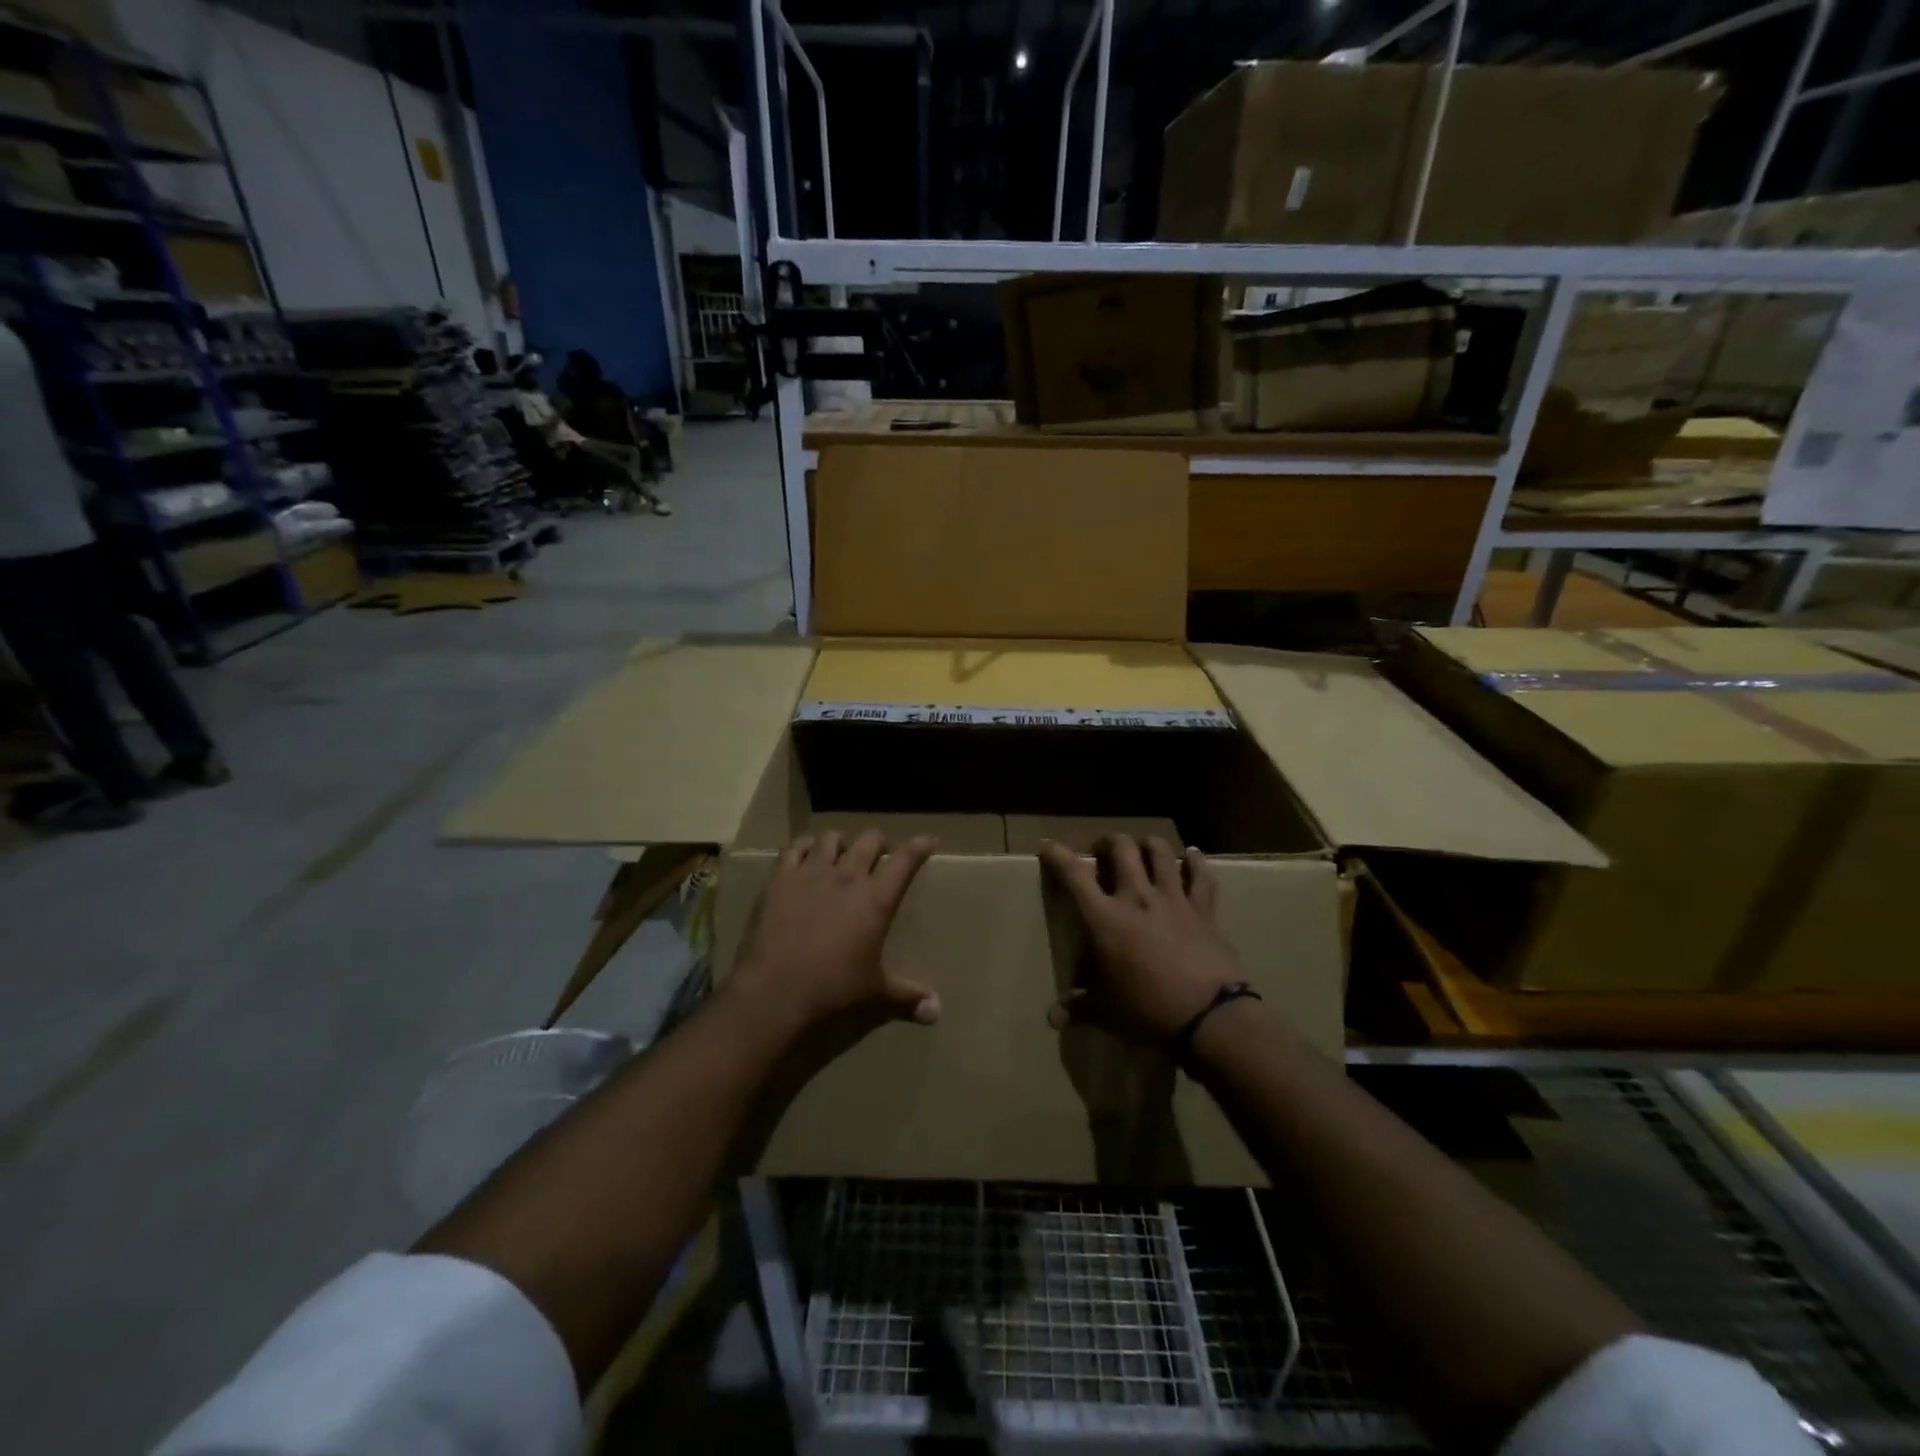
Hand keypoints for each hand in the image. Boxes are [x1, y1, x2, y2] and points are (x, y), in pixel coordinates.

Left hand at [728, 830, 939, 1036]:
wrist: (775, 992)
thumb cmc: (833, 990)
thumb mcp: (875, 993)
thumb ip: (908, 996)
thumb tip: (937, 1011)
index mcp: (876, 900)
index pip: (905, 861)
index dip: (919, 847)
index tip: (928, 840)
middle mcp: (847, 877)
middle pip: (869, 840)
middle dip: (879, 842)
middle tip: (879, 854)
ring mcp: (811, 874)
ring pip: (831, 838)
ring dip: (841, 842)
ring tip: (841, 853)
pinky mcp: (780, 880)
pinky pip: (794, 848)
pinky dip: (804, 846)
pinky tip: (806, 854)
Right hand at [1038, 834, 1244, 1042]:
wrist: (1208, 1016)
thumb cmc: (1146, 1010)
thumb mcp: (1105, 1012)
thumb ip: (1078, 1007)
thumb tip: (1053, 1017)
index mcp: (1104, 918)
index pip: (1074, 875)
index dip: (1058, 855)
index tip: (1049, 846)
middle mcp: (1137, 897)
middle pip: (1121, 849)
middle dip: (1108, 842)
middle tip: (1103, 851)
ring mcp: (1172, 900)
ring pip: (1160, 853)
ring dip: (1148, 844)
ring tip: (1142, 846)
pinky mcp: (1203, 910)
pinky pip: (1201, 876)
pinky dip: (1196, 861)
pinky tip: (1193, 853)